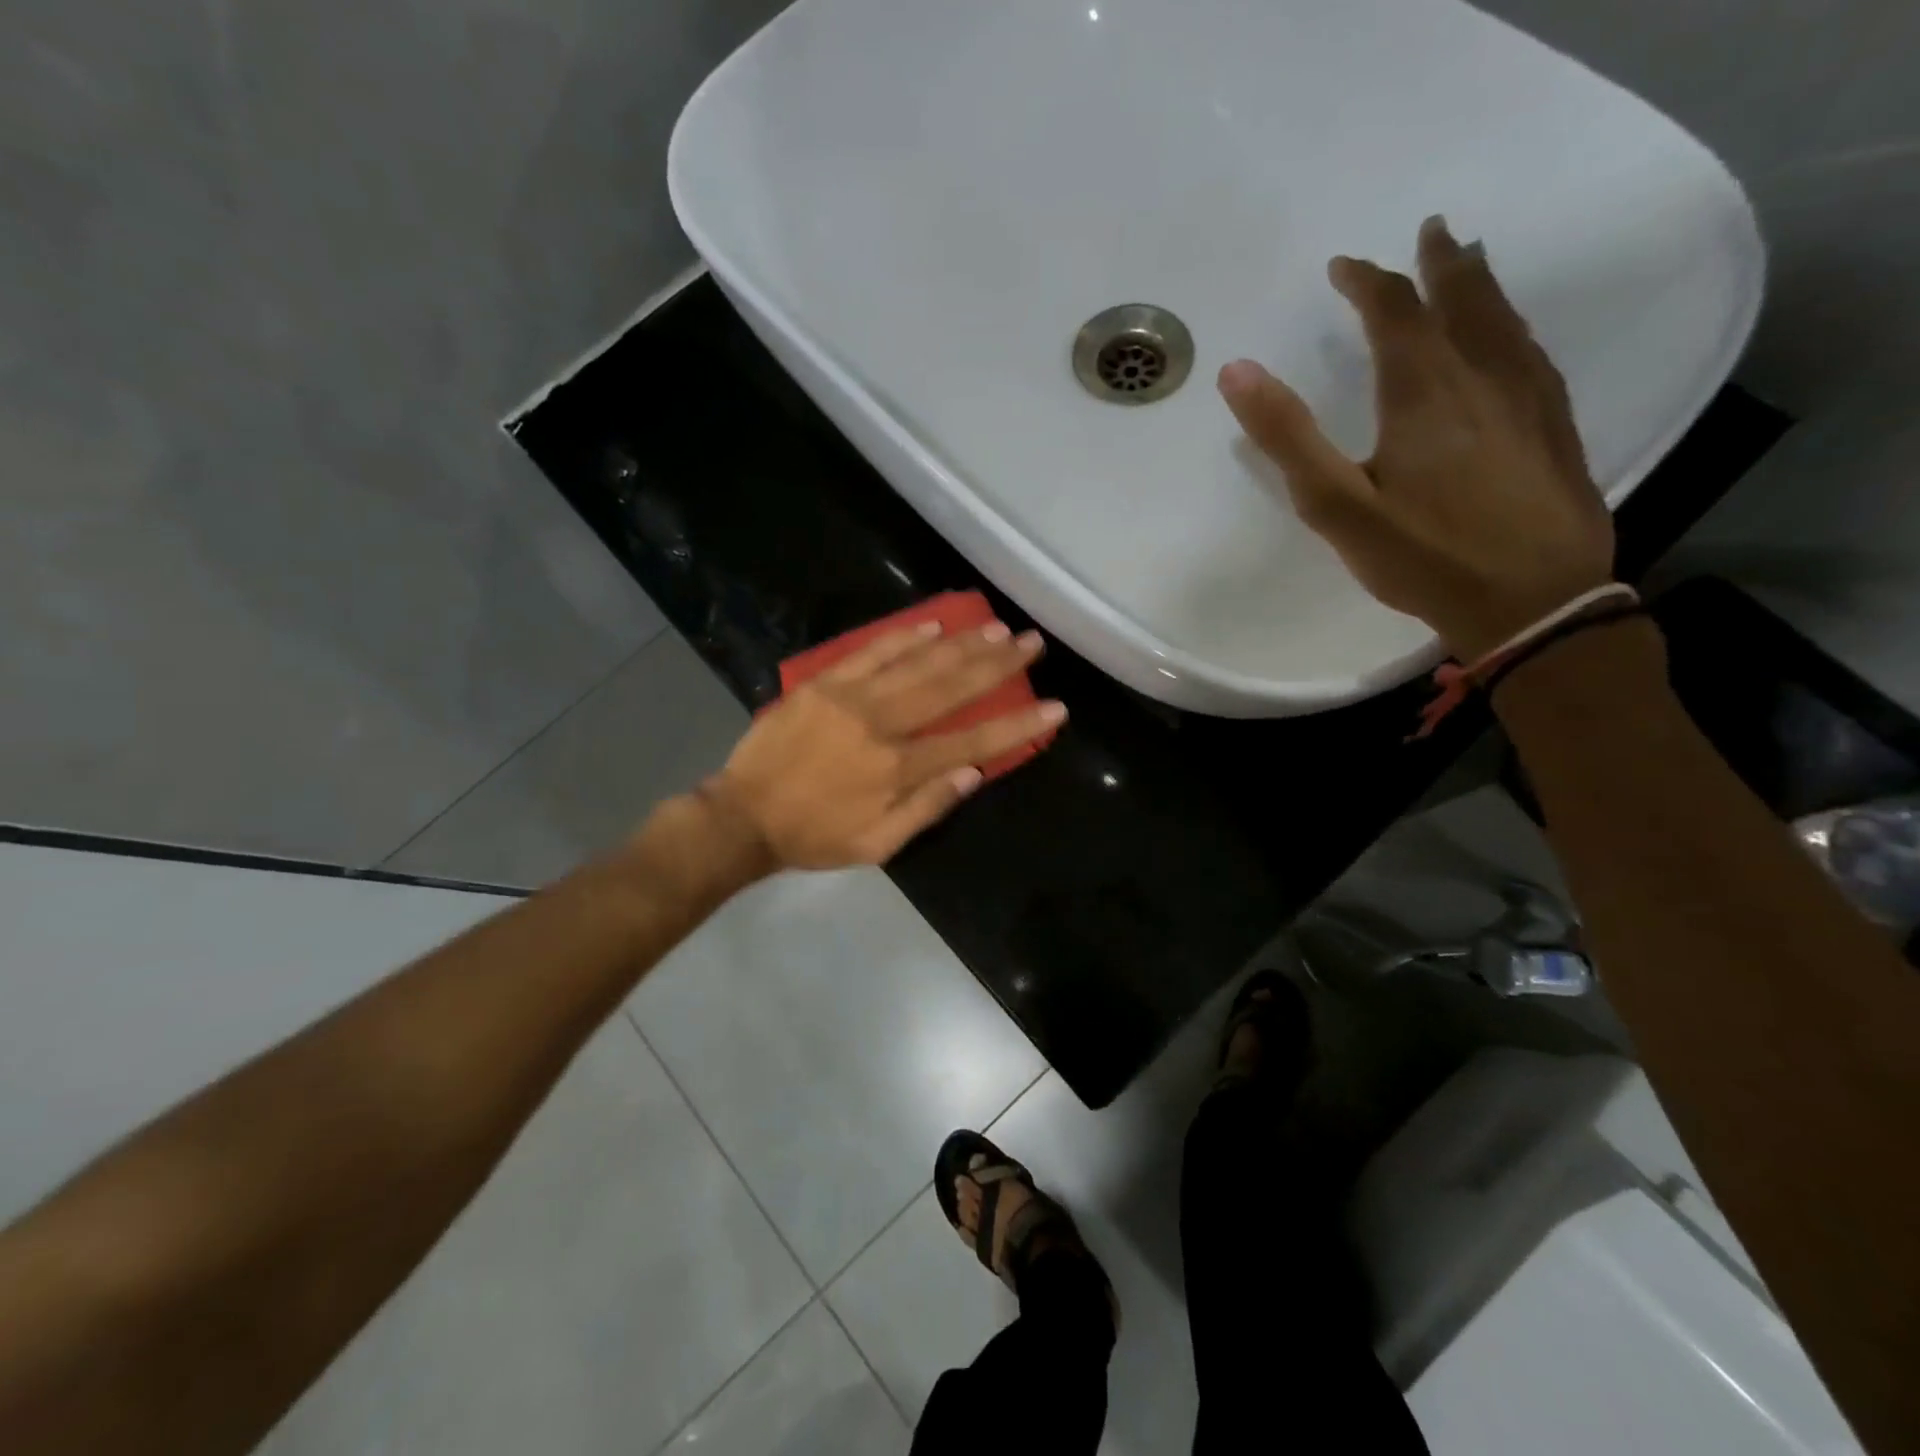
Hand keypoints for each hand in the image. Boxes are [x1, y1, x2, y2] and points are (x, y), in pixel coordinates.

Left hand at [704, 621, 1064, 868]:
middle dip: (998, 664)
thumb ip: (928, 808)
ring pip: (917, 663)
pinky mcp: (823, 683)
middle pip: (951, 689)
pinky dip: (904, 636)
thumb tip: (975, 773)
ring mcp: (851, 698)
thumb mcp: (877, 845)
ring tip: (997, 627)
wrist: (743, 815)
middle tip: (1032, 642)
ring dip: (961, 643)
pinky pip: (871, 651)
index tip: (1055, 707)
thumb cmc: (815, 837)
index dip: (1017, 725)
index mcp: (898, 770)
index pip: (973, 743)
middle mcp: (882, 726)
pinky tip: (934, 623)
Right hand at [1217, 216, 1614, 661]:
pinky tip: (1512, 335)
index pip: (1394, 311)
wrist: (1533, 600)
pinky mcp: (1555, 424)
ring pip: (1504, 319)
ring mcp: (1528, 396)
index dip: (1367, 281)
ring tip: (1471, 260)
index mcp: (1423, 390)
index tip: (1343, 266)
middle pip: (1462, 299)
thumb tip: (1237, 371)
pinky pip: (1531, 351)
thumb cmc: (1423, 555)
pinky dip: (1512, 325)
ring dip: (1481, 284)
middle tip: (1431, 230)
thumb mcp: (1336, 504)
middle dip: (1440, 263)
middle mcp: (1481, 375)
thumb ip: (1287, 437)